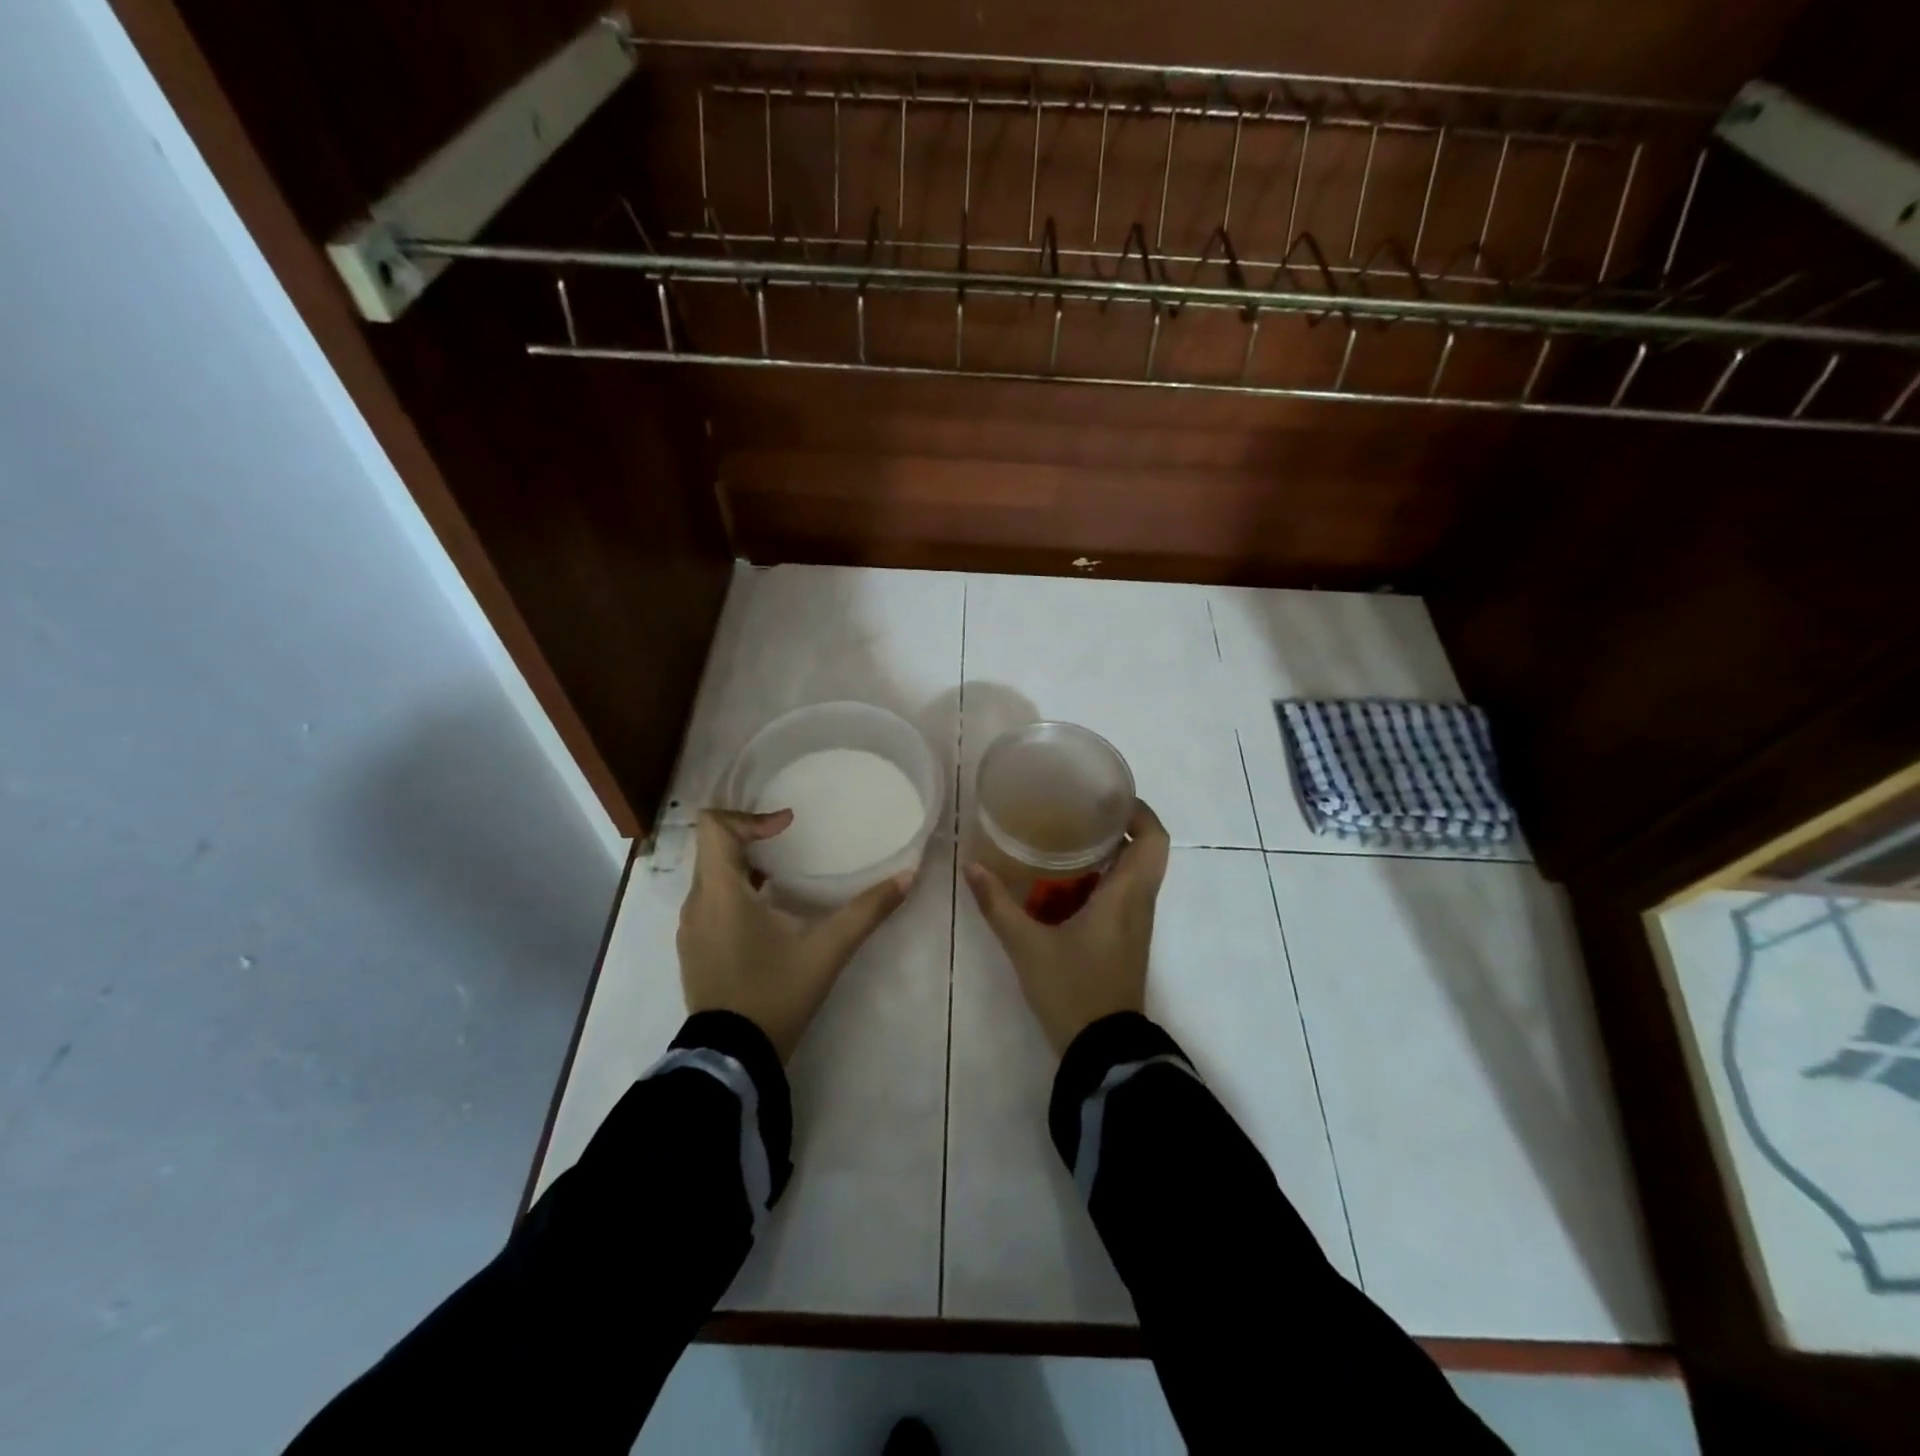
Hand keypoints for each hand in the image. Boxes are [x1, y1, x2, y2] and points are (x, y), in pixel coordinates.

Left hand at [678, 809, 913, 1060]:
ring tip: (783, 876)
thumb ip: (868, 910)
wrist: (732, 1058)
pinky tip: (769, 915)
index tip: (787, 827)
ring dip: (744, 865)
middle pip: (712, 847)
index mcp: (720, 892)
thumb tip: (908, 875)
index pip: (713, 826)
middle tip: (791, 843)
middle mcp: (697, 903)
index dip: (750, 816)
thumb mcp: (828, 950)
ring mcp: (690, 929)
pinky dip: (735, 891)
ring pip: (710, 875)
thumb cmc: (776, 993)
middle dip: (751, 837)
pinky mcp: (694, 949)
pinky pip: (710, 901)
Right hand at [964, 801, 1170, 1054]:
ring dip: (1110, 852)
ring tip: (1068, 835)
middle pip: (1146, 851)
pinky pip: (1123, 894)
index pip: (1154, 840)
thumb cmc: (1072, 990)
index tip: (1109, 794)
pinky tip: (1064, 881)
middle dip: (1118, 826)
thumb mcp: (1027, 946)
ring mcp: (1135, 924)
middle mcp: (1138, 904)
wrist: (1102, 1051)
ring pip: (1134, 873)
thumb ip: (998, 905)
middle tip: (1079, 809)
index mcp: (1126, 896)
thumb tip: (971, 866)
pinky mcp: (1125, 940)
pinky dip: (1102, 878)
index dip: (1140, 811)